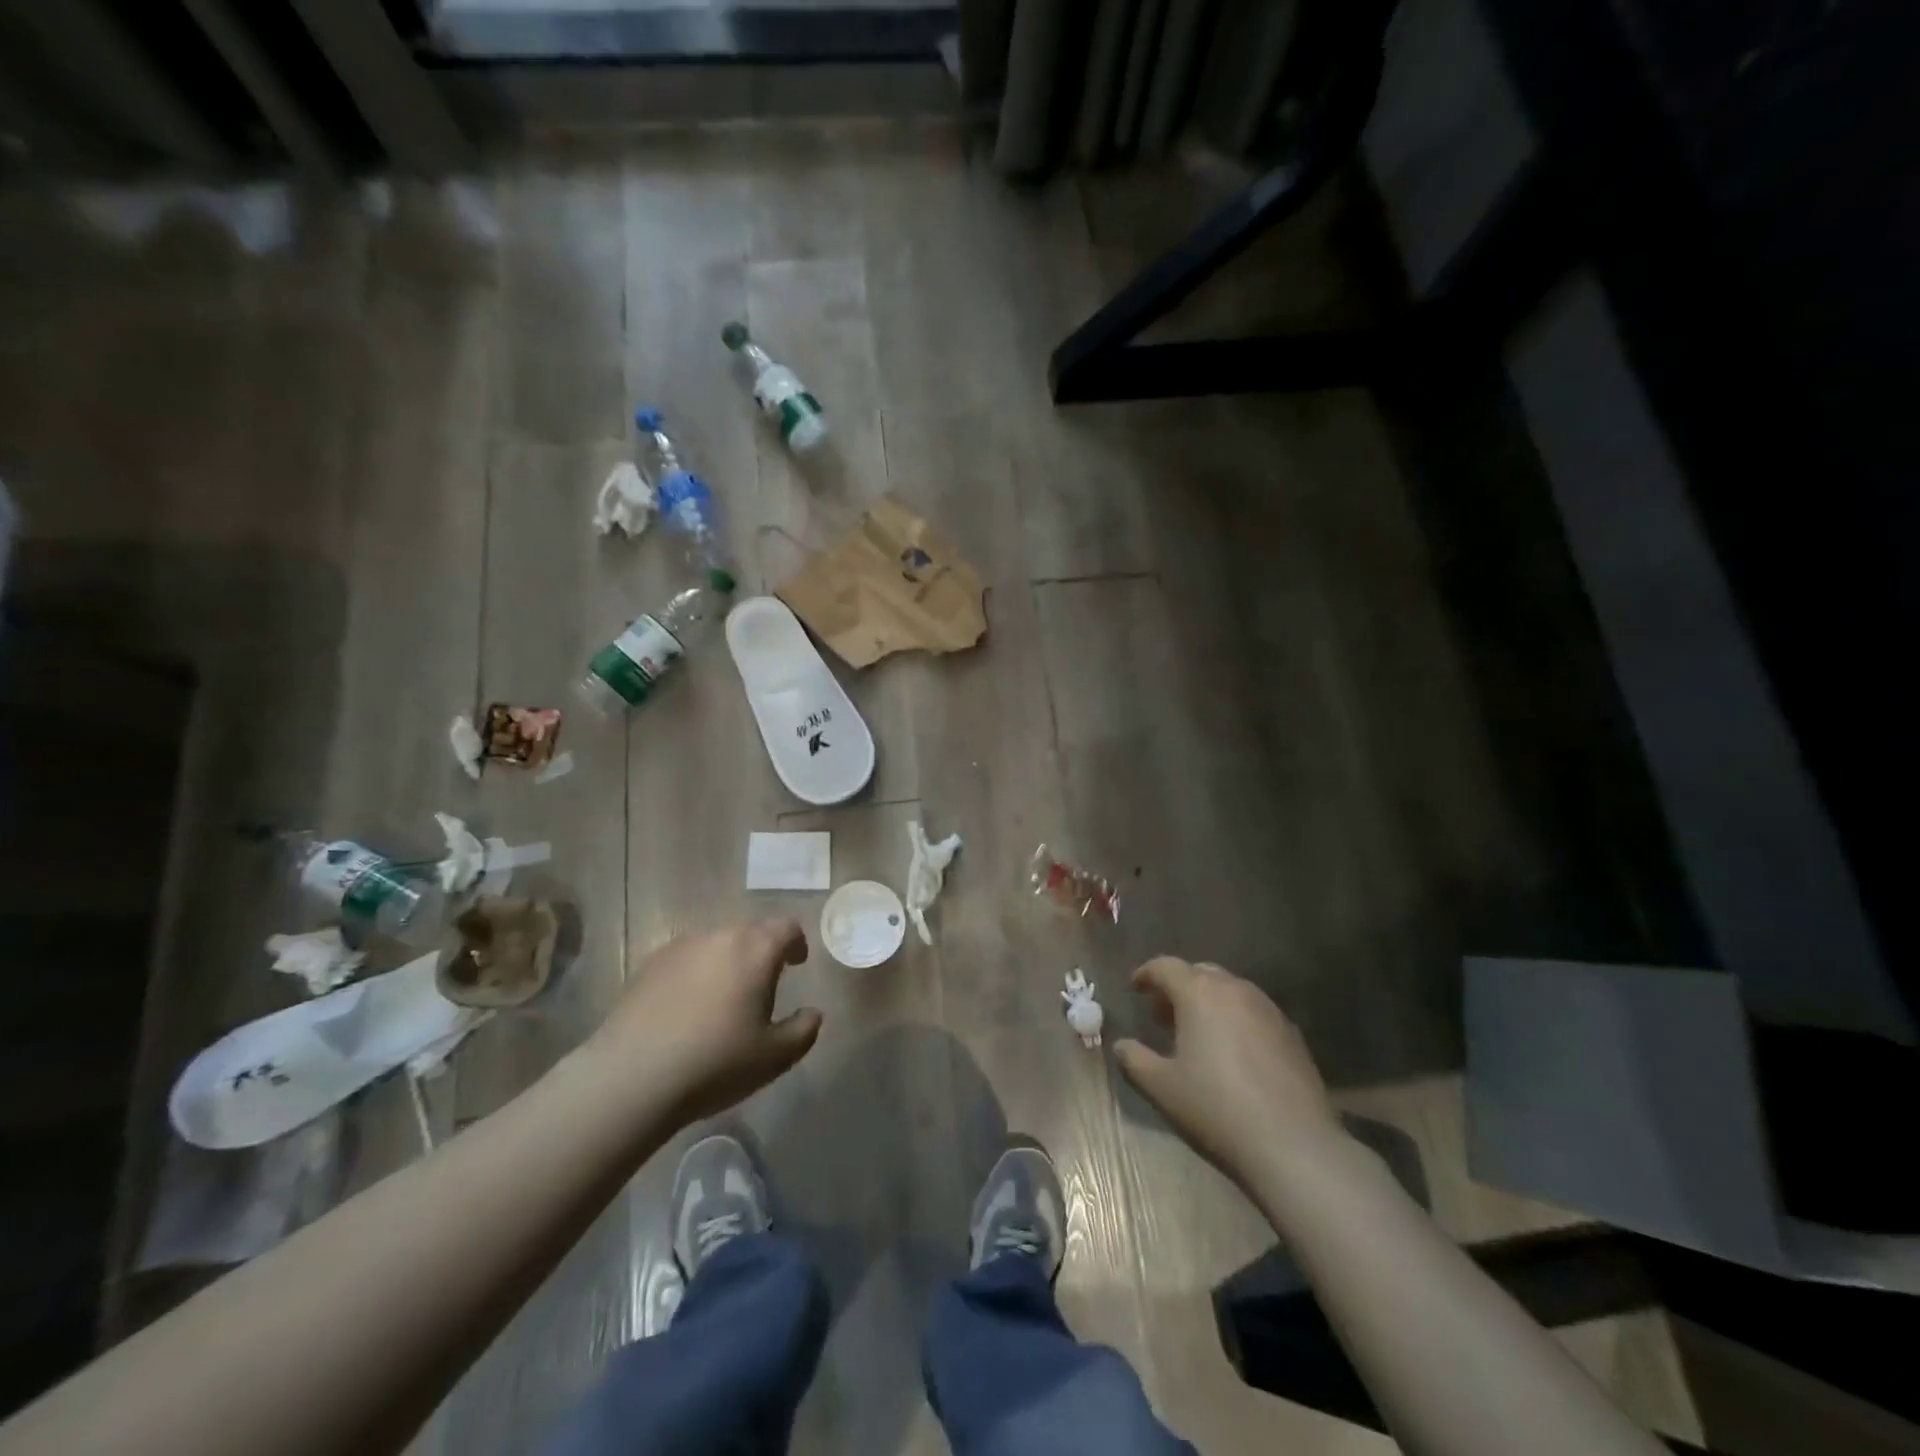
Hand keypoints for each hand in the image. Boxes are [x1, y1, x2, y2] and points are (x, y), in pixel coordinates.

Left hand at [592, 920, 821, 1123]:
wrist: (631, 1078)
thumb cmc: (715, 1062)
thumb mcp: (774, 1057)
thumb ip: (803, 1030)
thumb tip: (813, 1013)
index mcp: (755, 949)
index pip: (787, 928)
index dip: (796, 943)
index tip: (797, 964)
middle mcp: (719, 936)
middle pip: (750, 932)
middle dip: (761, 953)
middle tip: (762, 987)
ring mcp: (680, 947)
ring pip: (715, 945)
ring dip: (726, 963)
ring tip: (723, 999)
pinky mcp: (648, 965)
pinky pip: (685, 960)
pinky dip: (695, 974)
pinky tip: (687, 1009)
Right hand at [1114, 957, 1342, 1191]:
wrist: (1293, 1145)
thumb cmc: (1216, 1108)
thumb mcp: (1162, 1087)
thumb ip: (1134, 1060)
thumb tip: (1121, 1046)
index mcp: (1199, 993)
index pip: (1166, 966)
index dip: (1147, 974)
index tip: (1135, 987)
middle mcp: (1235, 990)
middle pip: (1201, 973)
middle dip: (1179, 987)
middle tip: (1163, 1015)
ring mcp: (1269, 1010)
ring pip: (1231, 991)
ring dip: (1209, 1002)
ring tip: (1197, 1034)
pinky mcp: (1292, 1035)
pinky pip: (1254, 1013)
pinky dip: (1235, 1020)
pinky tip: (1232, 1053)